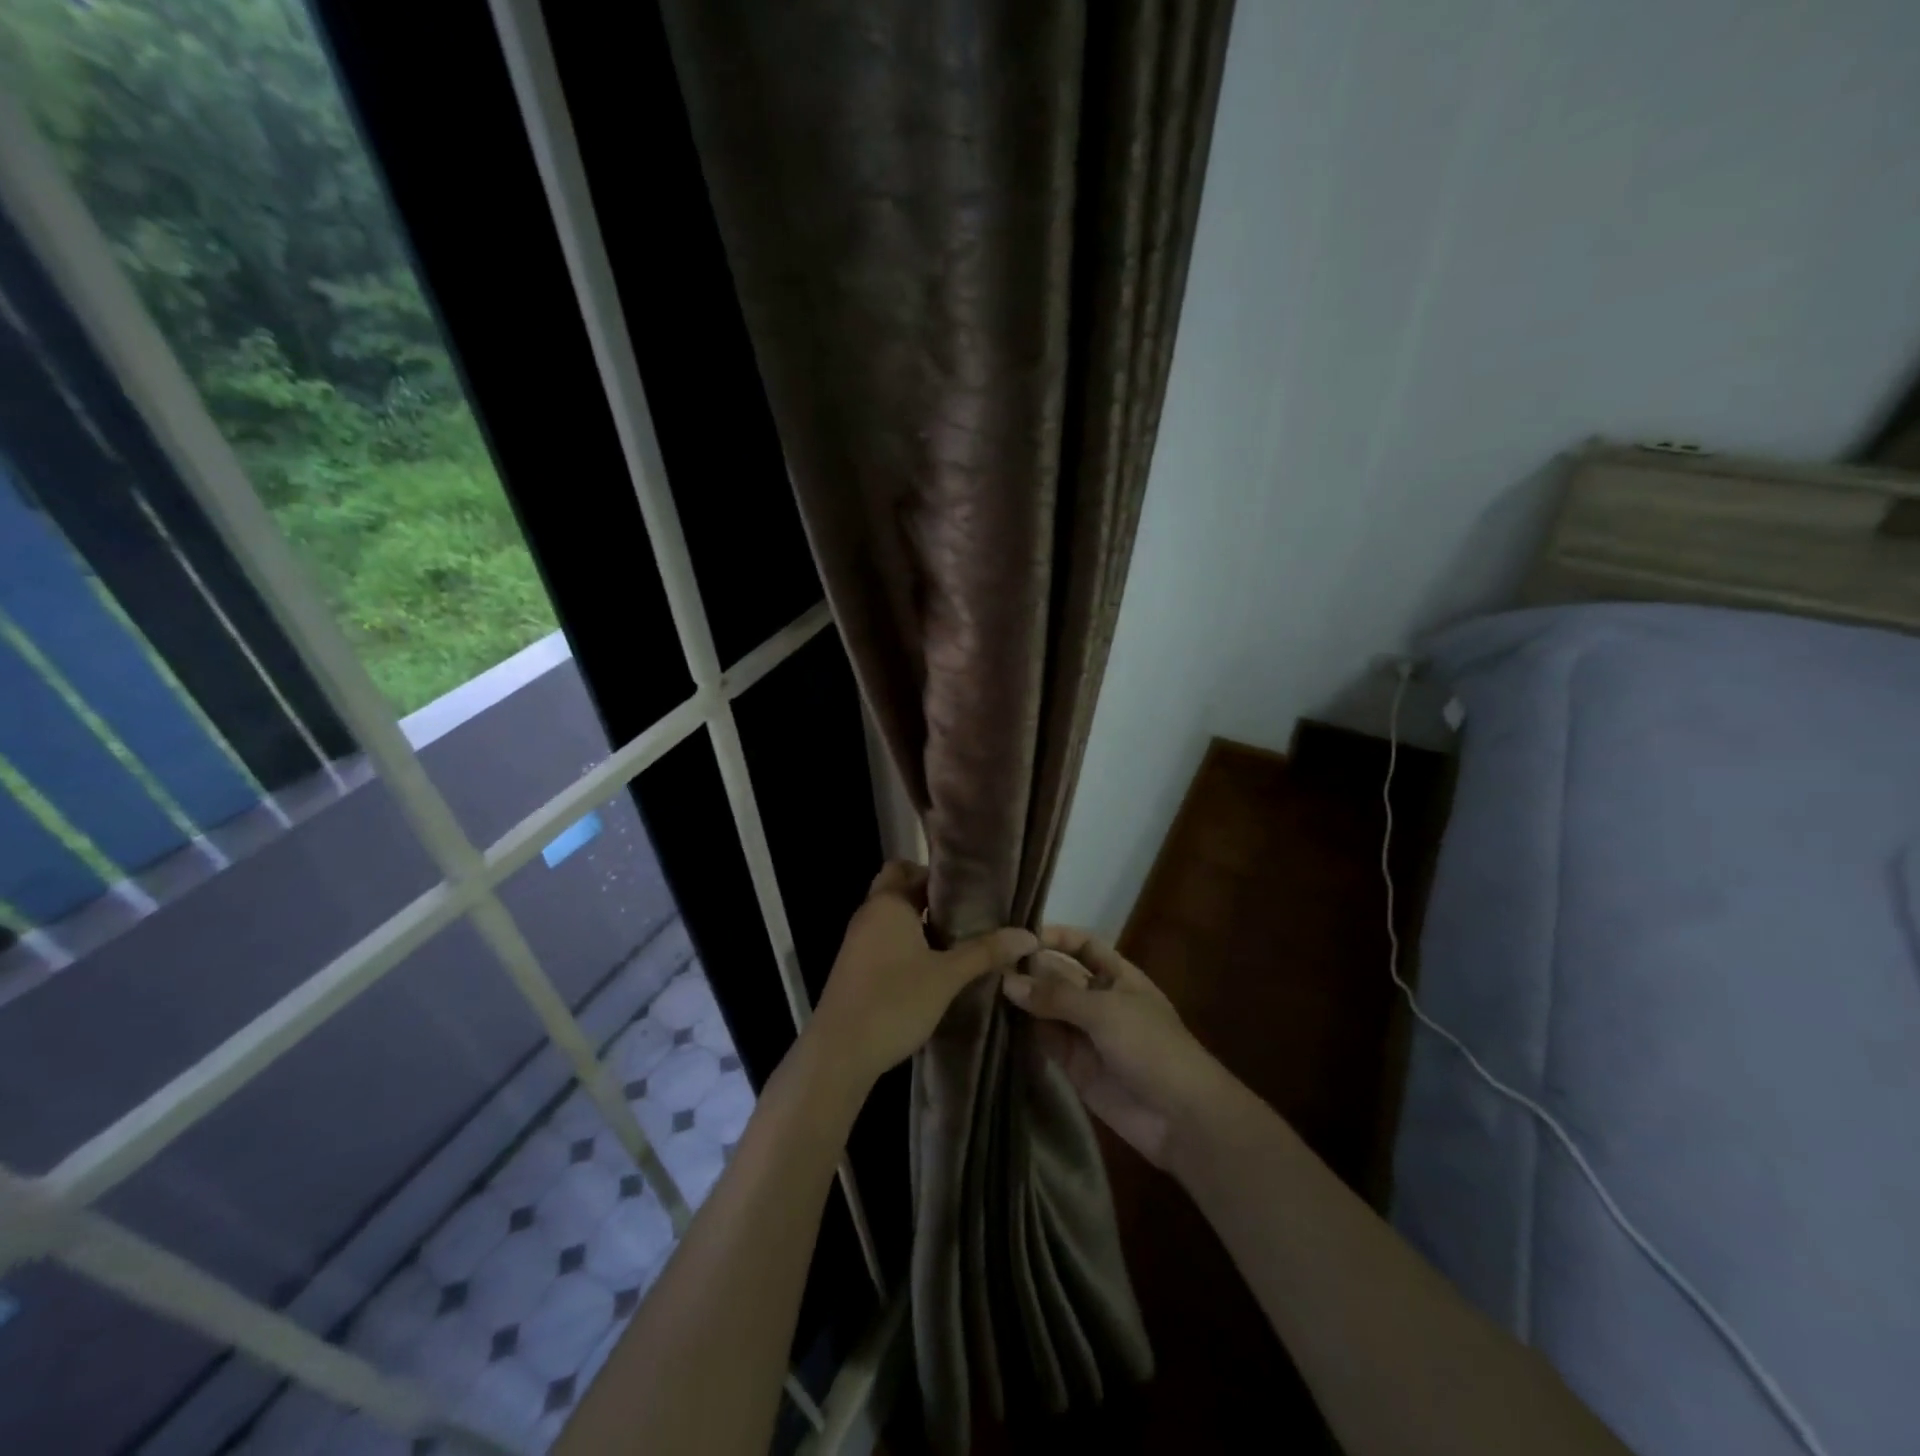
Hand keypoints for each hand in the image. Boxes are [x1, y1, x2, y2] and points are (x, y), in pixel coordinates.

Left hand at [809, 862, 1037, 1090]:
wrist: (839, 1053)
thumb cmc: (894, 1002)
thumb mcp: (947, 976)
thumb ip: (986, 952)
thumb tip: (1029, 935)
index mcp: (888, 903)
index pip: (909, 867)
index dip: (939, 874)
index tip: (971, 889)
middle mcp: (868, 914)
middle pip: (900, 890)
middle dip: (931, 899)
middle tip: (969, 915)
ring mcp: (857, 942)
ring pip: (892, 918)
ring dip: (919, 924)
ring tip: (958, 941)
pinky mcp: (854, 967)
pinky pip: (884, 941)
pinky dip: (906, 945)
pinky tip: (931, 968)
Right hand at [1002, 927, 1234, 1168]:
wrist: (1180, 1118)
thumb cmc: (1152, 1047)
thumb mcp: (1105, 1011)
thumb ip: (1056, 996)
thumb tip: (1008, 981)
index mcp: (1118, 975)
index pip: (1082, 945)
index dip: (1055, 937)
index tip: (1019, 934)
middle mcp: (1098, 998)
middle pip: (1059, 975)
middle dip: (1030, 969)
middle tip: (986, 964)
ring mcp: (1085, 1033)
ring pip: (1047, 1008)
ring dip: (1021, 1000)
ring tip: (981, 988)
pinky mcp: (1073, 1065)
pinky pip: (1044, 1040)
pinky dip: (1023, 1031)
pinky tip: (994, 1020)